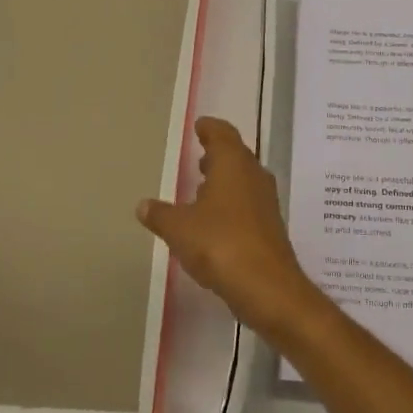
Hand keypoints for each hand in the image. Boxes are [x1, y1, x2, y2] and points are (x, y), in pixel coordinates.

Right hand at [138, 116, 324, 338]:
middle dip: (218, 153)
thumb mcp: (179, 228)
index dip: (210, 128)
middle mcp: (253, 175)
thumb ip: (160, 215)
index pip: (223, 134)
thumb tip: (142, 205)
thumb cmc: (220, 244)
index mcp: (233, 163)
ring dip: (226, 178)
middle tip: (201, 153)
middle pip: (237, 155)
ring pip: (244, 179)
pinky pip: (248, 202)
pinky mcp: (269, 226)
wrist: (267, 286)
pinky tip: (216, 219)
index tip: (200, 126)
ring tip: (203, 185)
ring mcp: (265, 201)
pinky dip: (232, 202)